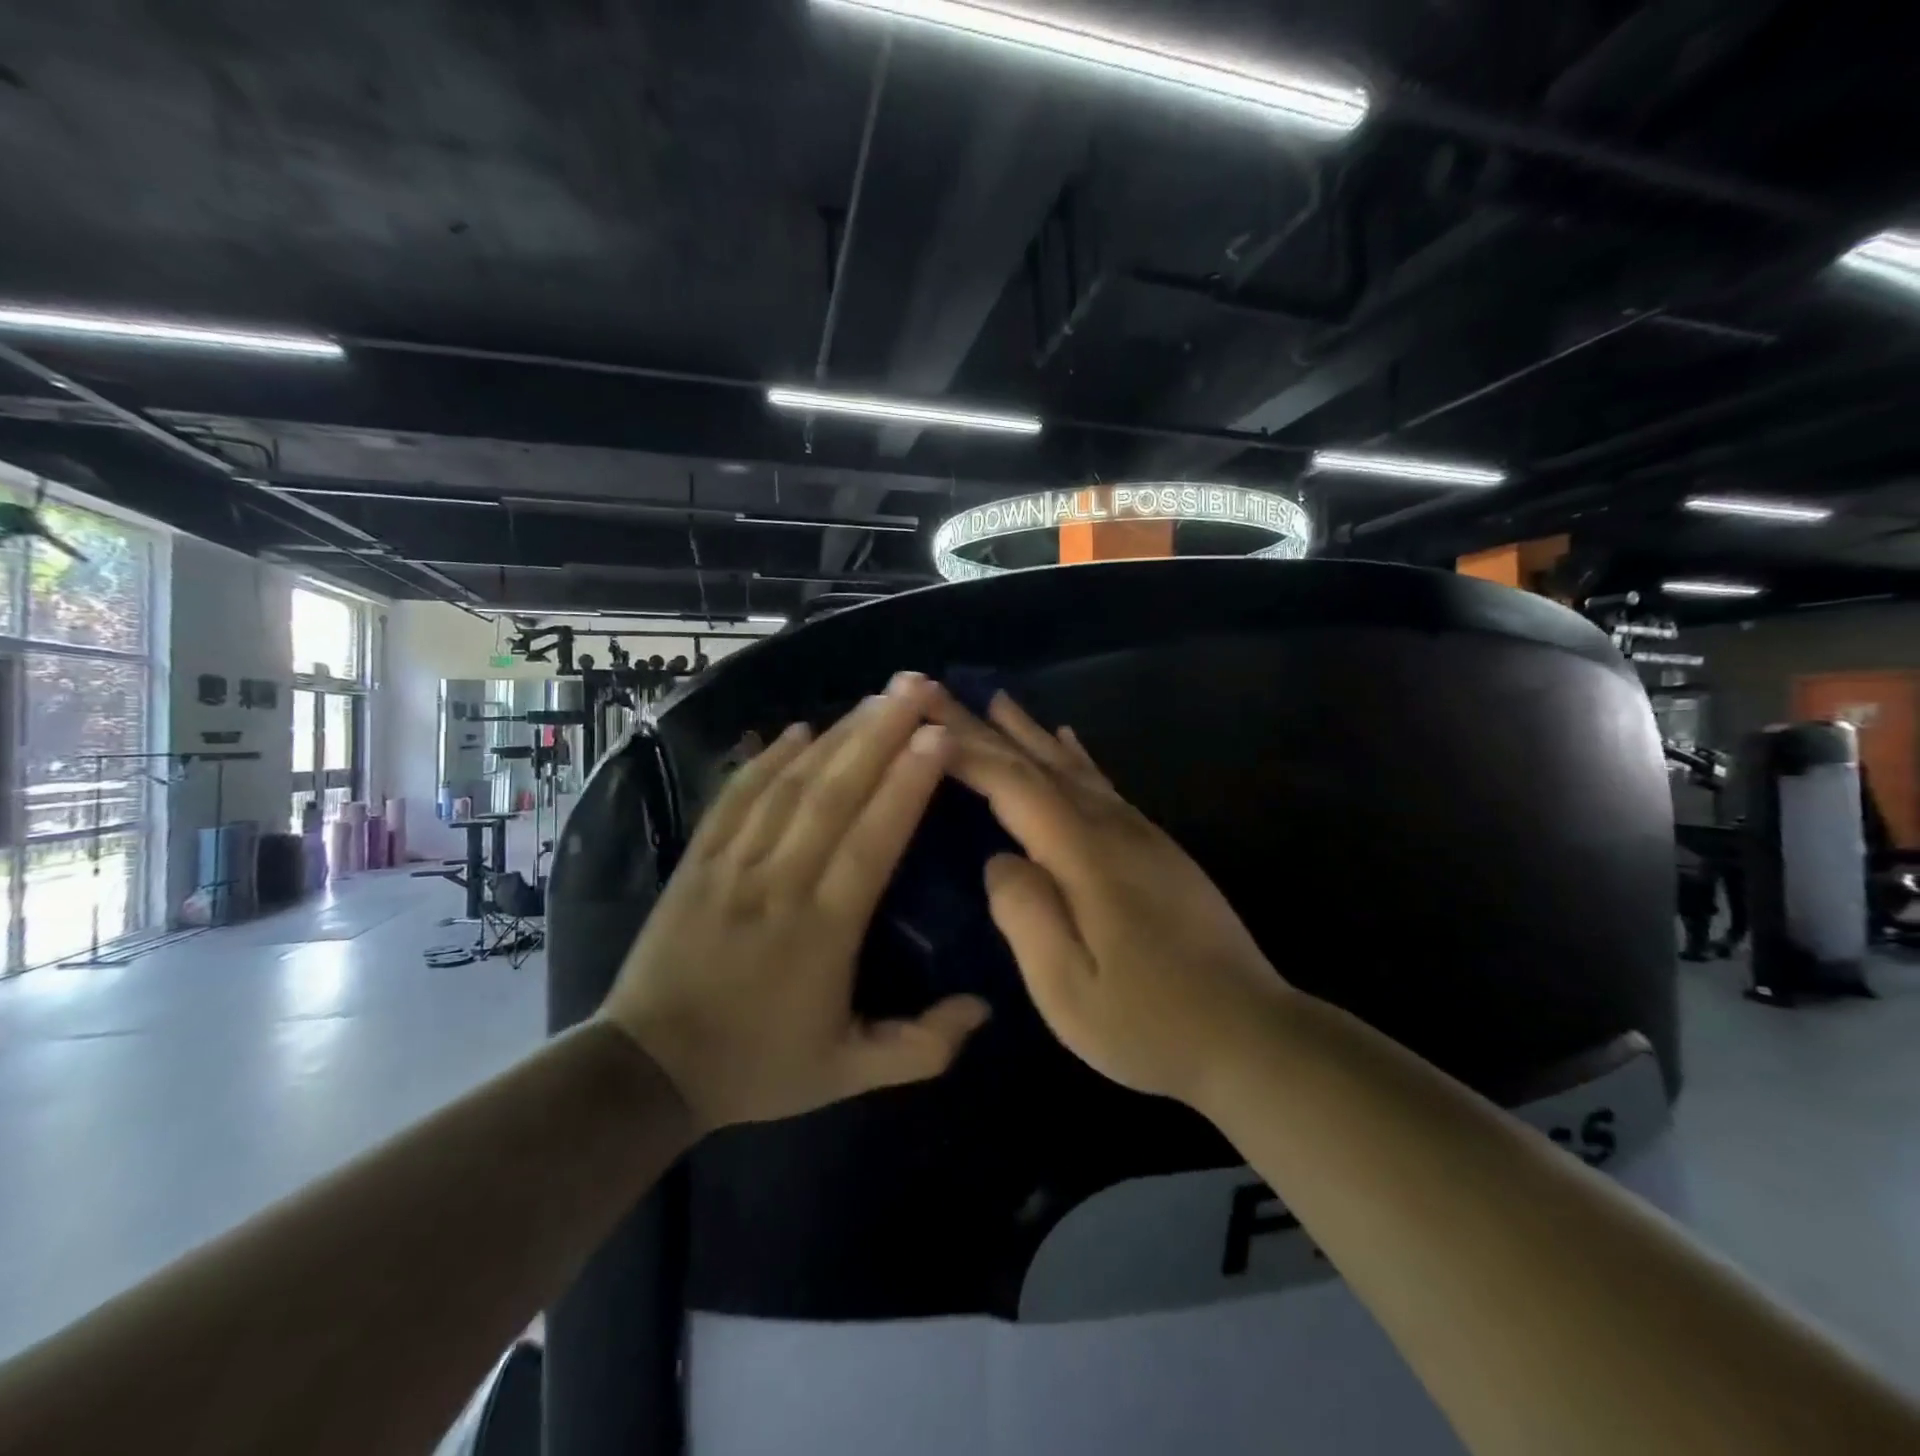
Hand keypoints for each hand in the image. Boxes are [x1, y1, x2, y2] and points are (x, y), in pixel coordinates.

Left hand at [600, 676, 989, 1133]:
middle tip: (916, 687)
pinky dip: (768, 758)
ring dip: (836, 735)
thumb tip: (985, 1009)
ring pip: (790, 784)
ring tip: (875, 697)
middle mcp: (779, 882)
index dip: (907, 783)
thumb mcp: (848, 1074)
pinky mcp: (697, 859)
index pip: (873, 840)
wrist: (647, 1071)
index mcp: (822, 930)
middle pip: (835, 793)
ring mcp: (732, 864)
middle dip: (880, 733)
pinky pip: (736, 796)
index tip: (940, 735)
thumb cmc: (756, 1067)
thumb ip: (922, 1048)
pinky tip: (800, 729)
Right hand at [928, 687, 1287, 1107]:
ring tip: (997, 700)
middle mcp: (1112, 828)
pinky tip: (1067, 739)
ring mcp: (1140, 834)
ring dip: (1030, 733)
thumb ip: (1025, 914)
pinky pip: (1104, 784)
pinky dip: (1077, 757)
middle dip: (987, 728)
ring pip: (1073, 767)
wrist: (1251, 1035)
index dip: (966, 751)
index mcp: (1085, 855)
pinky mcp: (1156, 848)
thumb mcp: (1068, 988)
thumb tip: (999, 858)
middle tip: (942, 693)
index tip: (921, 722)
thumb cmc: (1149, 1023)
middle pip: (1039, 764)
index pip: (1014, 785)